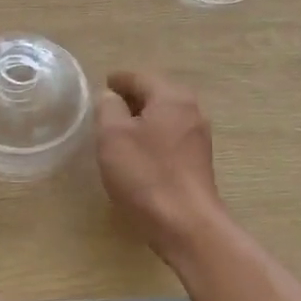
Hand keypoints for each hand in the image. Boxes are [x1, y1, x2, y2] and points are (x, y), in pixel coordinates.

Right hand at [95, 71, 226, 261]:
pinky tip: (138, 153)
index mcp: (172, 97)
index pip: (140, 77)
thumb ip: (107, 107)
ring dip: (142, 119)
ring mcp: (198, 136)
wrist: (185, 224)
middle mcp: (191, 109)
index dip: (117, 80)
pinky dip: (153, 137)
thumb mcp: (112, 136)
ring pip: (164, 116)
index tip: (102, 85)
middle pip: (156, 94)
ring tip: (117, 132)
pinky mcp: (198, 160)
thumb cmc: (145, 174)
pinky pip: (170, 137)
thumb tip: (111, 97)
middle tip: (106, 108)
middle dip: (131, 98)